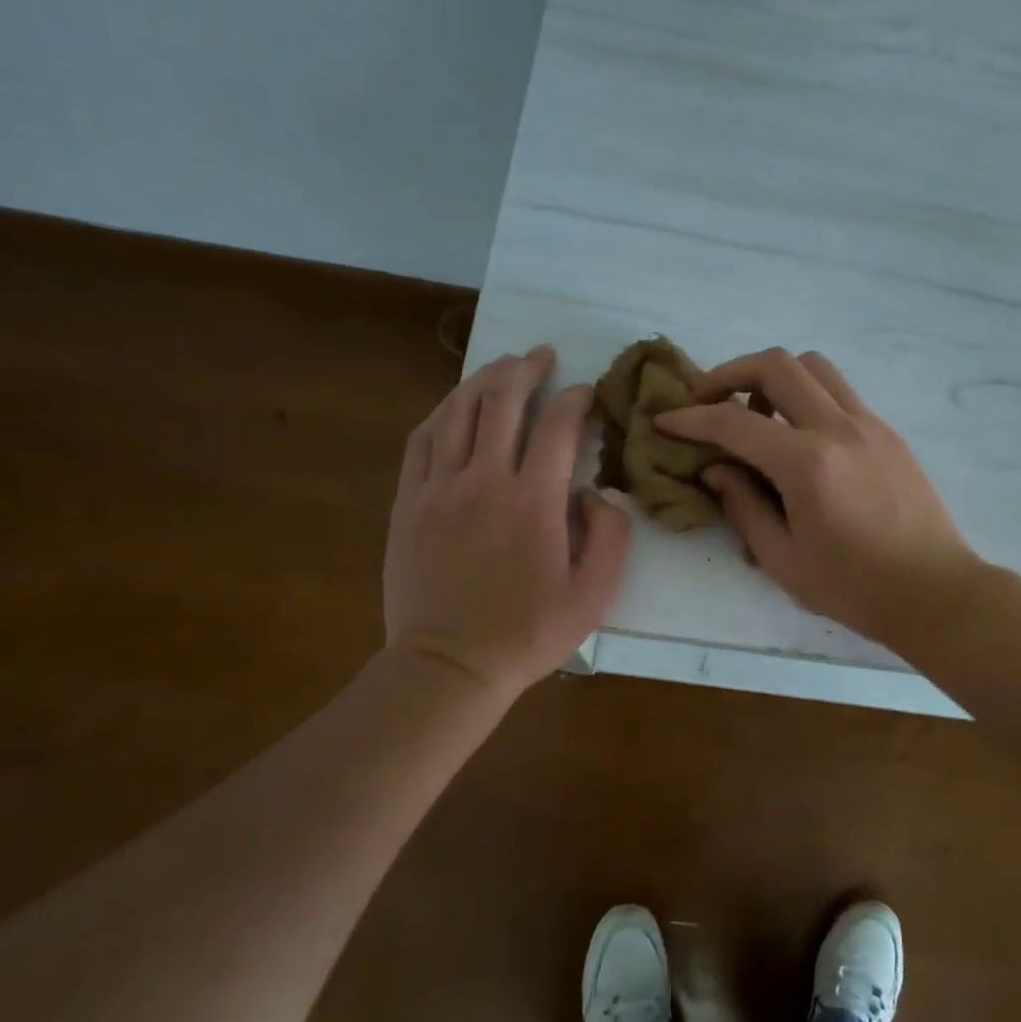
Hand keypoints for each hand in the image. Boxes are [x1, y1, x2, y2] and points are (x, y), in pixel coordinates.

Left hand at [384, 346, 629, 700]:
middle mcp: (484, 479)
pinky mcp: (409, 502)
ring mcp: (439, 487)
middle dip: (527, 369)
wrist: (449, 665)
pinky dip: (443, 411)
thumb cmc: (528, 633)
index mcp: (534, 500)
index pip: (558, 425)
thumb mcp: (594, 595)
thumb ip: (611, 535)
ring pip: (459, 410)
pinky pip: (423, 439)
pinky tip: (456, 404)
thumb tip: (597, 491)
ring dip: (484, 379)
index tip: (587, 394)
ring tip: (503, 366)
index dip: (577, 400)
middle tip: (542, 355)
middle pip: (503, 401)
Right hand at [657, 348, 983, 648]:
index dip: (692, 418)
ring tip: (757, 417)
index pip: (734, 422)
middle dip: (730, 373)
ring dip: (774, 378)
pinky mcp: (888, 433)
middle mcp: (839, 429)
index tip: (665, 419)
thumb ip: (743, 506)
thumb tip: (717, 469)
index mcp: (807, 464)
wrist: (934, 592)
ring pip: (814, 367)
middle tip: (709, 402)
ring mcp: (869, 425)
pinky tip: (798, 438)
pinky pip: (839, 393)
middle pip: (777, 365)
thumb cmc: (853, 588)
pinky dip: (807, 397)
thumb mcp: (782, 558)